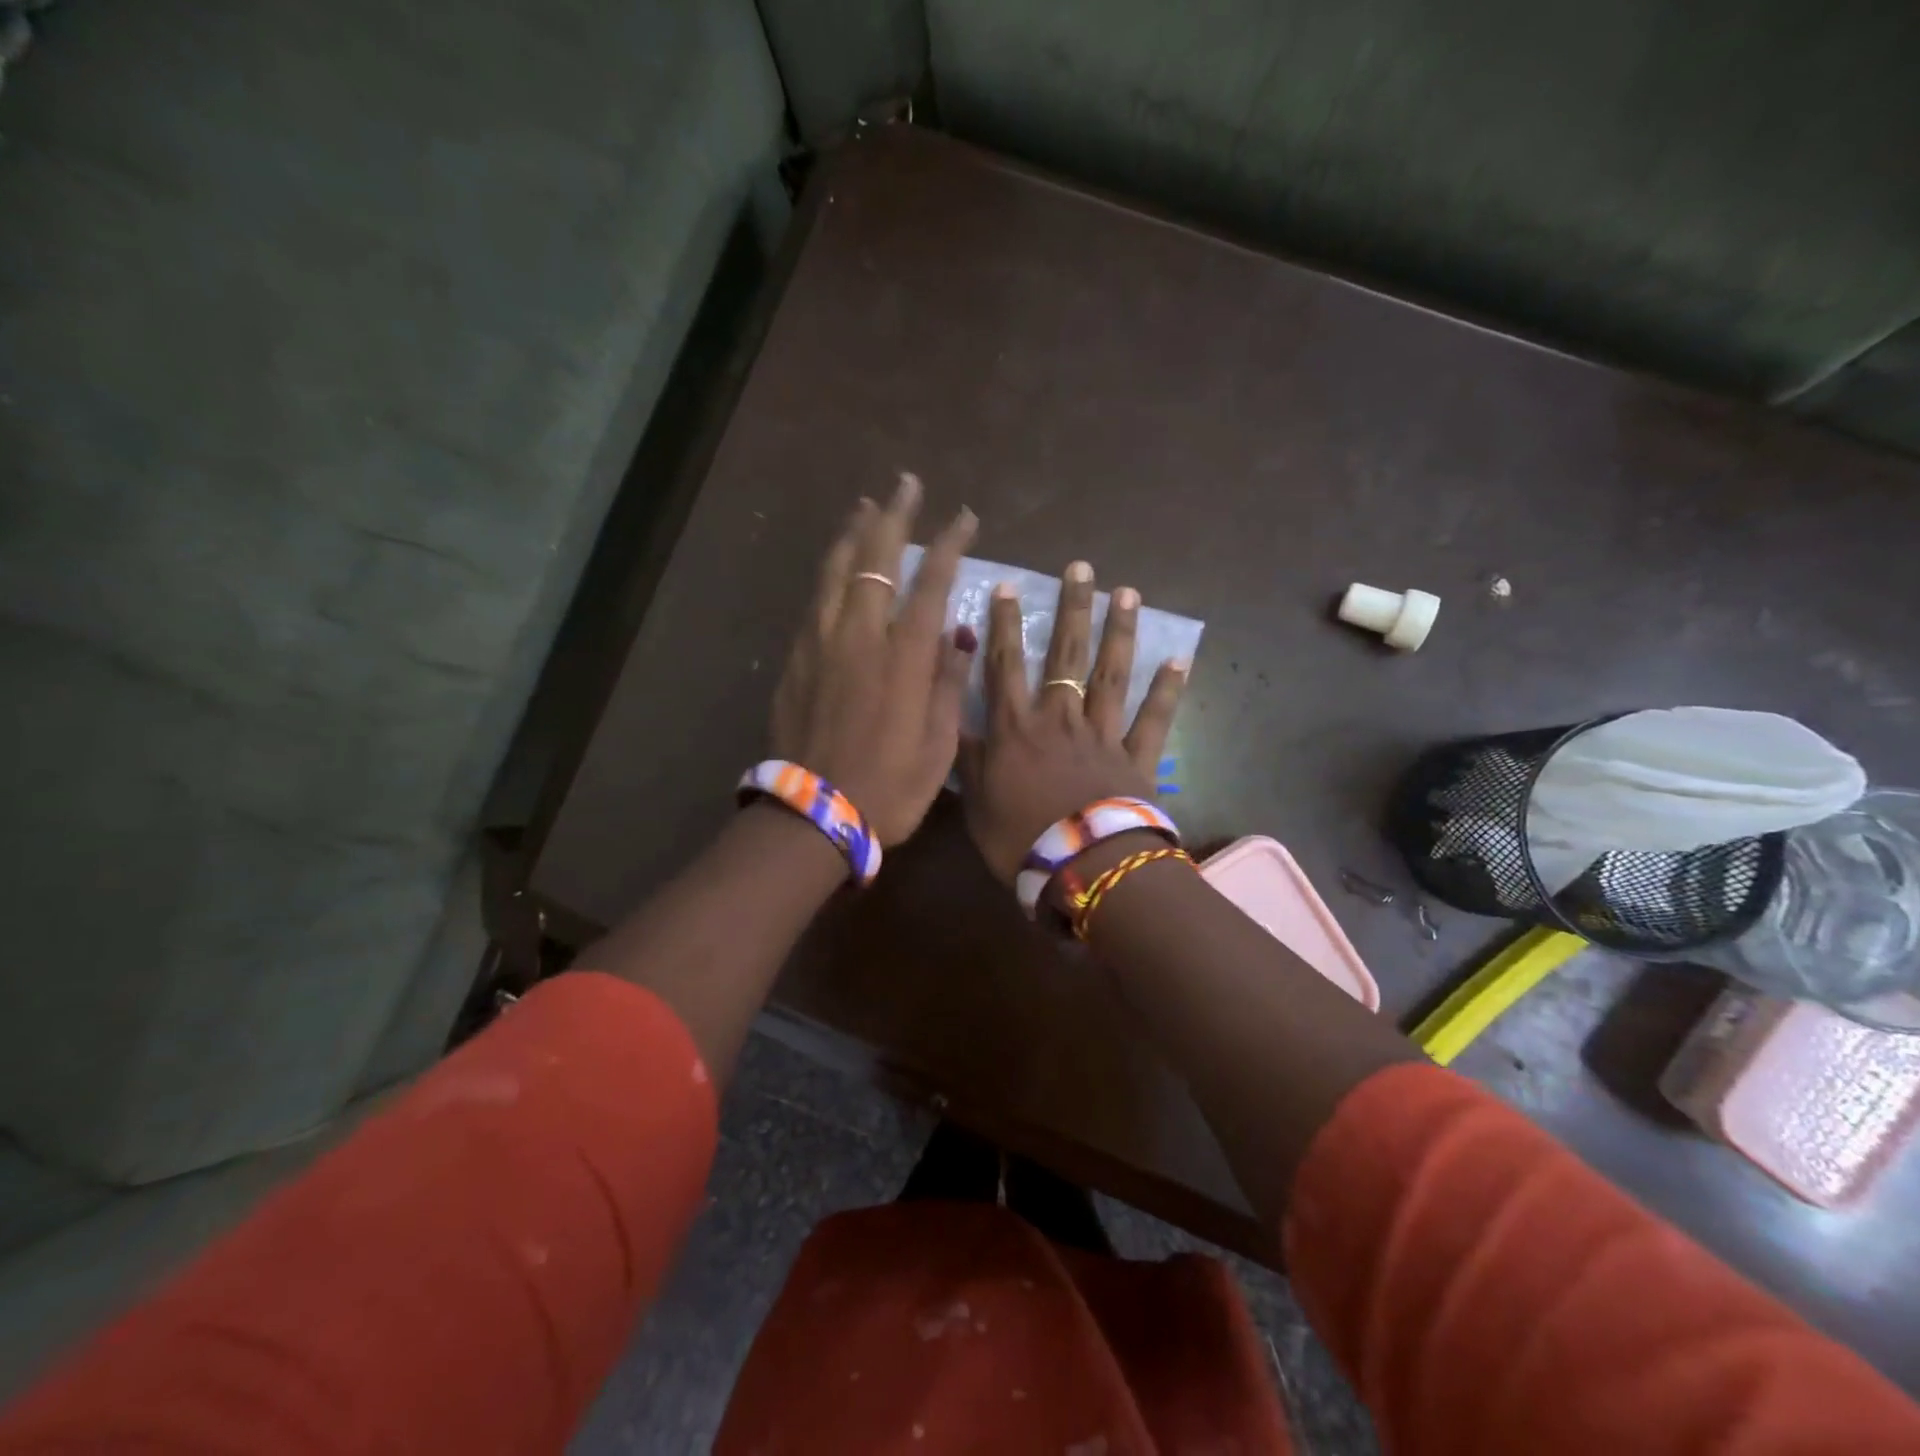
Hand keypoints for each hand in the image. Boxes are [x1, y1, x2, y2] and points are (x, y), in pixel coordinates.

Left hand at [770, 474, 977, 846]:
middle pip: (876, 558)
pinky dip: (830, 572)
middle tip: (905, 484)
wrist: (814, 812)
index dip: (949, 543)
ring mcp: (821, 642)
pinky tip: (835, 566)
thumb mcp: (939, 744)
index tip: (963, 516)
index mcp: (904, 656)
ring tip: (865, 507)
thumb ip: (949, 682)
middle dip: (895, 516)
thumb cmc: (890, 786)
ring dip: (853, 533)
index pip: (931, 582)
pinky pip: (816, 599)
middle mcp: (860, 635)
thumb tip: (958, 635)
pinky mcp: (796, 658)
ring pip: (836, 570)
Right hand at [959, 559, 1188, 881]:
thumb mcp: (975, 803)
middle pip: (1066, 655)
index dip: (1003, 624)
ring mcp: (1103, 734)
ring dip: (1119, 632)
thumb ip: (965, 757)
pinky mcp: (1137, 758)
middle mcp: (1060, 719)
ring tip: (1126, 592)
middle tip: (1081, 568)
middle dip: (1072, 609)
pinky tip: (1179, 659)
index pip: (1004, 665)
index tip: (1007, 586)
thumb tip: (948, 717)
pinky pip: (1154, 719)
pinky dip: (1167, 690)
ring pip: (1111, 674)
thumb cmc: (1020, 840)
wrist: (1084, 868)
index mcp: (1016, 729)